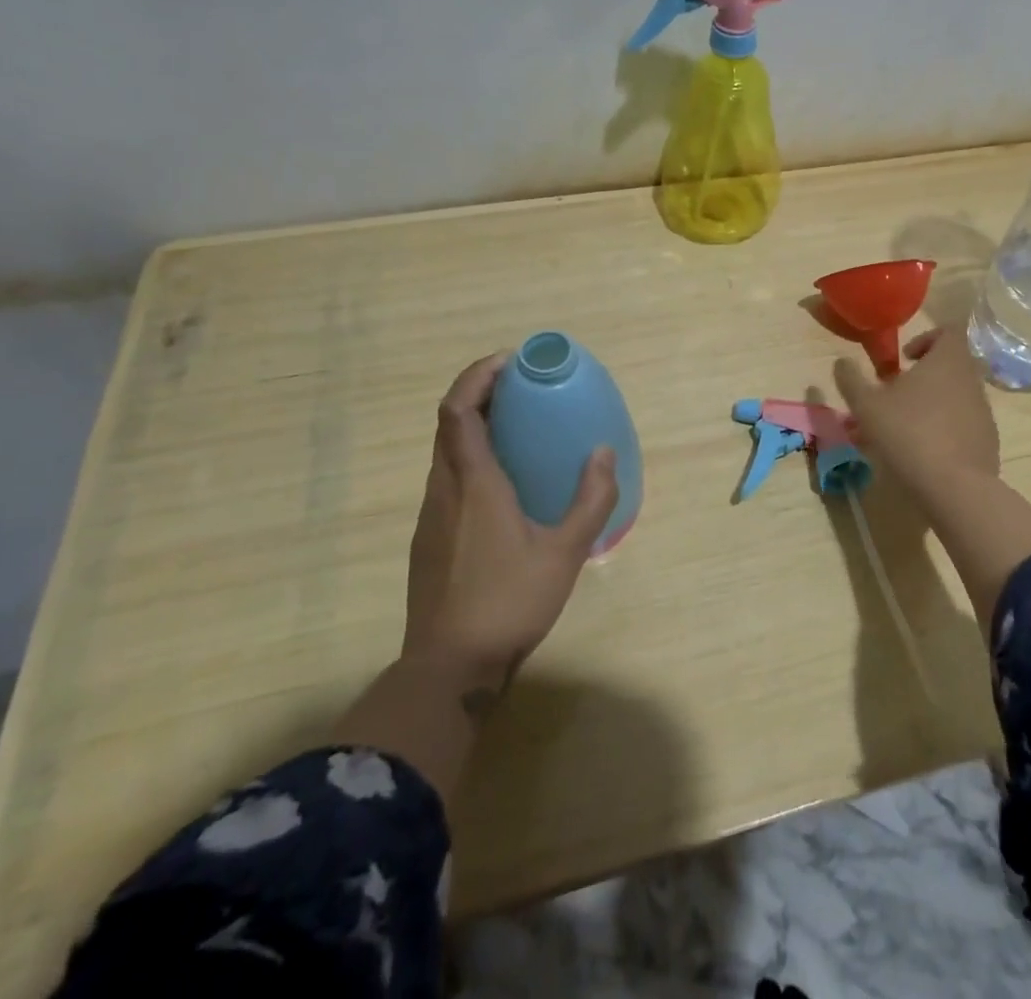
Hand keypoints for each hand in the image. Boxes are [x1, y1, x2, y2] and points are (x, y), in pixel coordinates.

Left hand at [403, 352, 618, 702]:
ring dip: (474, 427)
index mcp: (473, 483)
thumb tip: (602, 452)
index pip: (458, 410)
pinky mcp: (428, 539)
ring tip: (517, 429)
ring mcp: (431, 516)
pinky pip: (447, 480)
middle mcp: (443, 490)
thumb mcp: (564, 552)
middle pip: (448, 424)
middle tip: (521, 389)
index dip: (477, 376)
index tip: (508, 362)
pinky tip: (503, 485)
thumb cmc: (508, 602)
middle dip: (479, 395)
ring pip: (445, 453)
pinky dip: (470, 459)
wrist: (448, 669)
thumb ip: (590, 500)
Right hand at [832, 328, 999, 494]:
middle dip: (924, 376)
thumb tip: (842, 362)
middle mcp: (971, 379)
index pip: (949, 331)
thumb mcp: (866, 406)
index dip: (926, 339)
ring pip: (956, 396)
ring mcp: (983, 411)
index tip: (905, 359)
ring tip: (904, 427)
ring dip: (932, 403)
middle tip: (896, 395)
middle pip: (951, 365)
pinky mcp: (988, 440)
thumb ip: (851, 380)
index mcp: (947, 360)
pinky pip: (964, 423)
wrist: (954, 487)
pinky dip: (946, 429)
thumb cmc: (908, 433)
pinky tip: (924, 451)